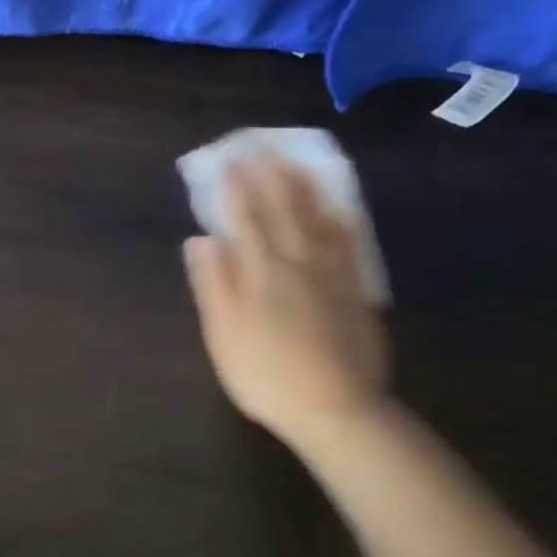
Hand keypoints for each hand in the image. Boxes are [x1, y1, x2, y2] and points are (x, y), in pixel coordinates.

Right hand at [182, 157, 390, 449]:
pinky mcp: (356, 293)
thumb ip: (213, 284)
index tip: (229, 161)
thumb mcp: (223, 334)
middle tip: (262, 148)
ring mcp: (332, 276)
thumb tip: (200, 240)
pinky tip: (339, 210)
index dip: (236, 190)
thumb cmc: (265, 375)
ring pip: (318, 221)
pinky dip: (340, 221)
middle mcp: (298, 263)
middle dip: (270, 178)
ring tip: (297, 165)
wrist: (334, 409)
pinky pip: (349, 245)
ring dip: (305, 189)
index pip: (246, 220)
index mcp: (261, 273)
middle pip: (284, 212)